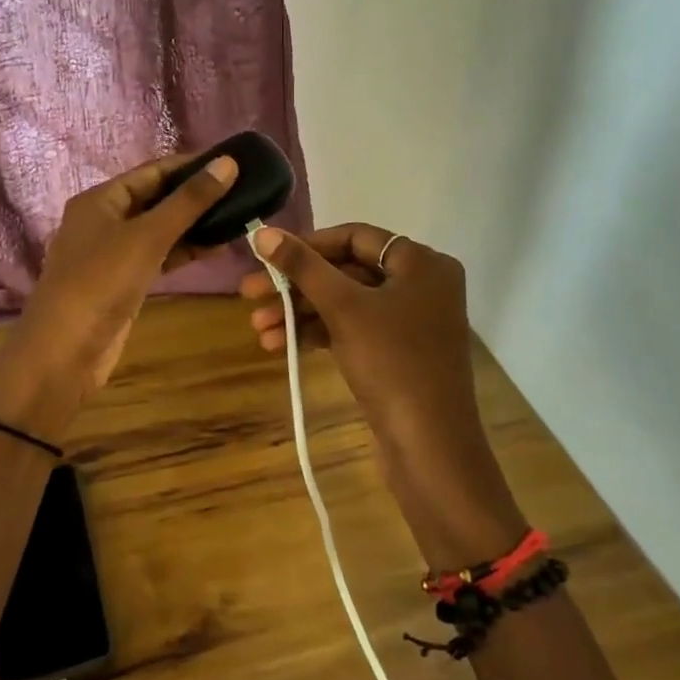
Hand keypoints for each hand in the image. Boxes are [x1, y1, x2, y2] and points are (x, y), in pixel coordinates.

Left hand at [0, 152, 238, 435]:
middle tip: (241, 191)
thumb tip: (227, 163)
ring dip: (193, 225)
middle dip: (194, 196)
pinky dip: (183, 251)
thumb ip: (189, 201)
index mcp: (100, 200)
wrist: (65, 351)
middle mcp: (103, 221)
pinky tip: (216, 248)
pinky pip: (158, 257)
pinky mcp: (123, 282)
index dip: (190, 165)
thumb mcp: (147, 237)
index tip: (230, 163)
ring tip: (237, 217)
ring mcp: (112, 254)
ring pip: (158, 230)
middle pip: (155, 199)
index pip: (151, 171)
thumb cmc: (101, 282)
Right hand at [240, 224, 526, 567]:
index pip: (355, 237)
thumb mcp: (344, 308)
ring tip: (258, 329)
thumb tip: (262, 231)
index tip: (268, 256)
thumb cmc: (392, 363)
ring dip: (300, 313)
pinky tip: (280, 345)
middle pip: (346, 271)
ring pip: (345, 304)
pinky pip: (352, 330)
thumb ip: (303, 266)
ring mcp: (410, 322)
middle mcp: (420, 285)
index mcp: (421, 263)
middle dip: (297, 286)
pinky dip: (318, 334)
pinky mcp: (398, 353)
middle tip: (249, 294)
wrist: (429, 447)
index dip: (308, 244)